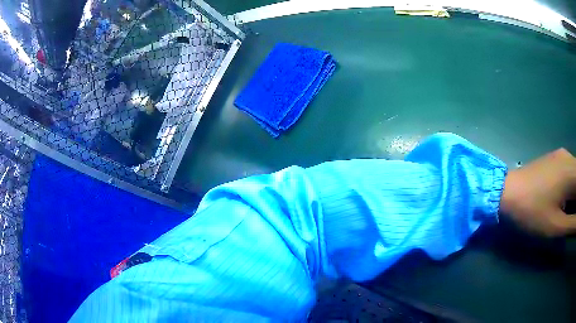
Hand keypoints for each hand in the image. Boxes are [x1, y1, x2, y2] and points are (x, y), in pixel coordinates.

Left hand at [500, 148, 575, 236]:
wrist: (506, 193)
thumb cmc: (532, 212)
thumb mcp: (557, 225)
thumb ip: (573, 223)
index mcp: (571, 172)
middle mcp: (569, 157)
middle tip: (574, 218)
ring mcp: (562, 156)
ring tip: (573, 211)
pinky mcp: (556, 159)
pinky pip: (571, 170)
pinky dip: (573, 185)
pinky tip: (568, 200)